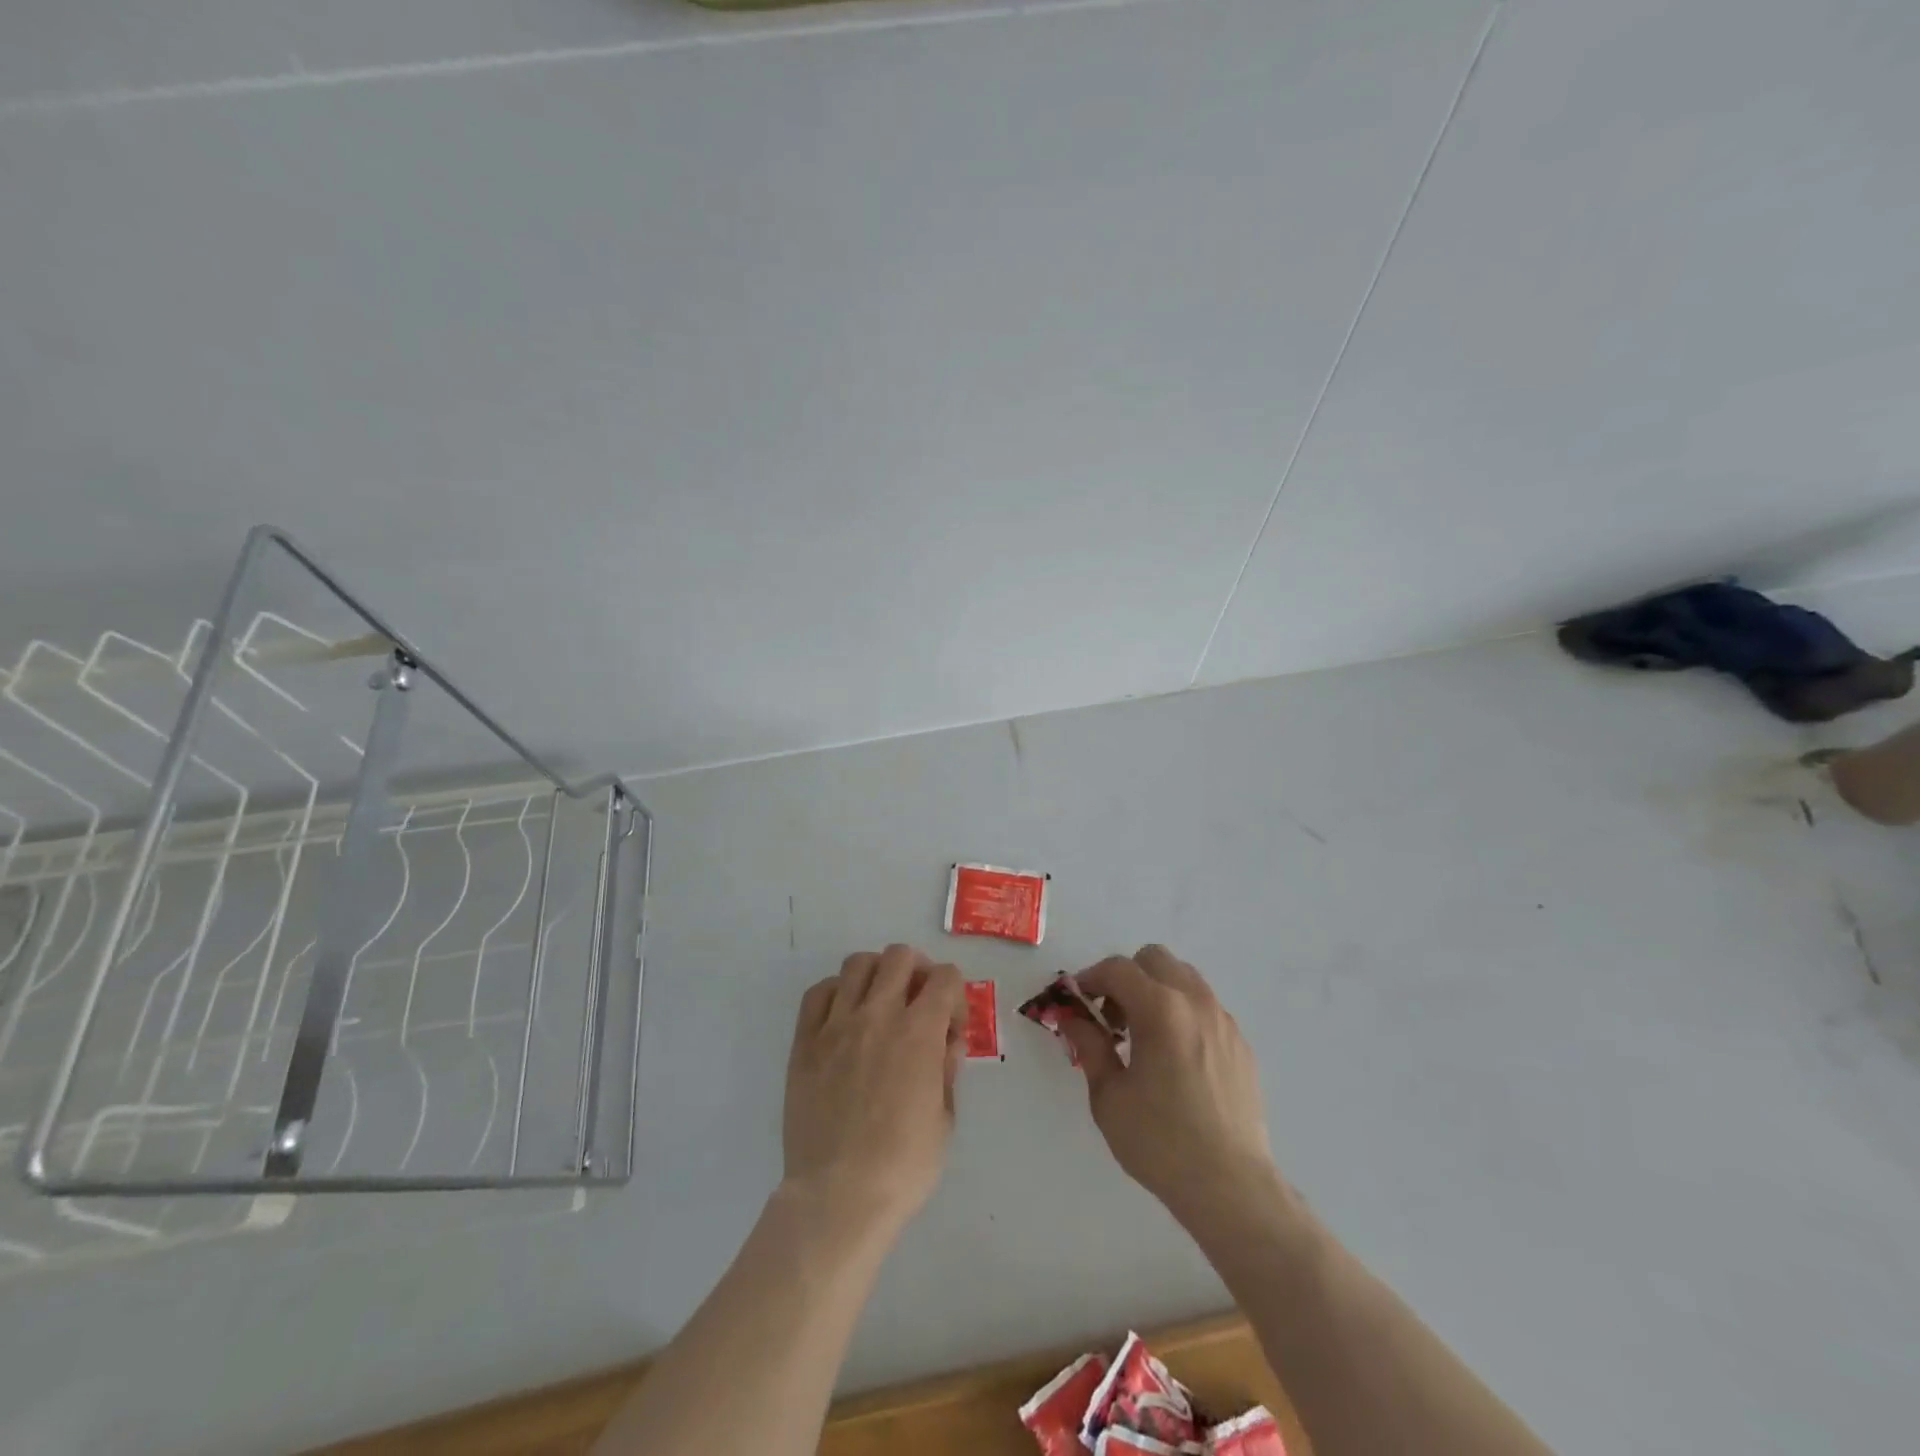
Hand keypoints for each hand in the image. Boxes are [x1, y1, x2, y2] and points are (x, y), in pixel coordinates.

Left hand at [783, 944, 967, 1237]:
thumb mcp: (945, 1119)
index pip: (946, 977)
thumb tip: (946, 1041)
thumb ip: (947, 1069)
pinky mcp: (805, 1042)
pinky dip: (837, 992)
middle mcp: (878, 1015)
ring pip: (857, 964)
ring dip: (877, 974)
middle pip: (900, 956)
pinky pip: (819, 992)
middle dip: (918, 971)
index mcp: (919, 1032)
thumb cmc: (903, 1166)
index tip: (951, 1024)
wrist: (838, 1196)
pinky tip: (845, 1015)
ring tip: (880, 1001)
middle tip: (918, 1001)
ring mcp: (836, 1025)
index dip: (956, 994)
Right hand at [1061, 945, 1280, 1229]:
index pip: (1117, 969)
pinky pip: (1205, 1008)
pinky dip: (1182, 1013)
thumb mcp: (1109, 1096)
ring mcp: (1224, 1021)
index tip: (1076, 1001)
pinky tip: (1175, 1058)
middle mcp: (1195, 1002)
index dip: (1090, 978)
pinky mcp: (1241, 1044)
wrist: (1231, 1187)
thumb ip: (1089, 1046)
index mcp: (1160, 1009)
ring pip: (1184, 978)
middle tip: (1112, 1017)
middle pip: (1154, 959)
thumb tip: (1072, 1018)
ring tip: (1143, 1036)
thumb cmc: (1160, 1142)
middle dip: (1126, 977)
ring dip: (1156, 991)